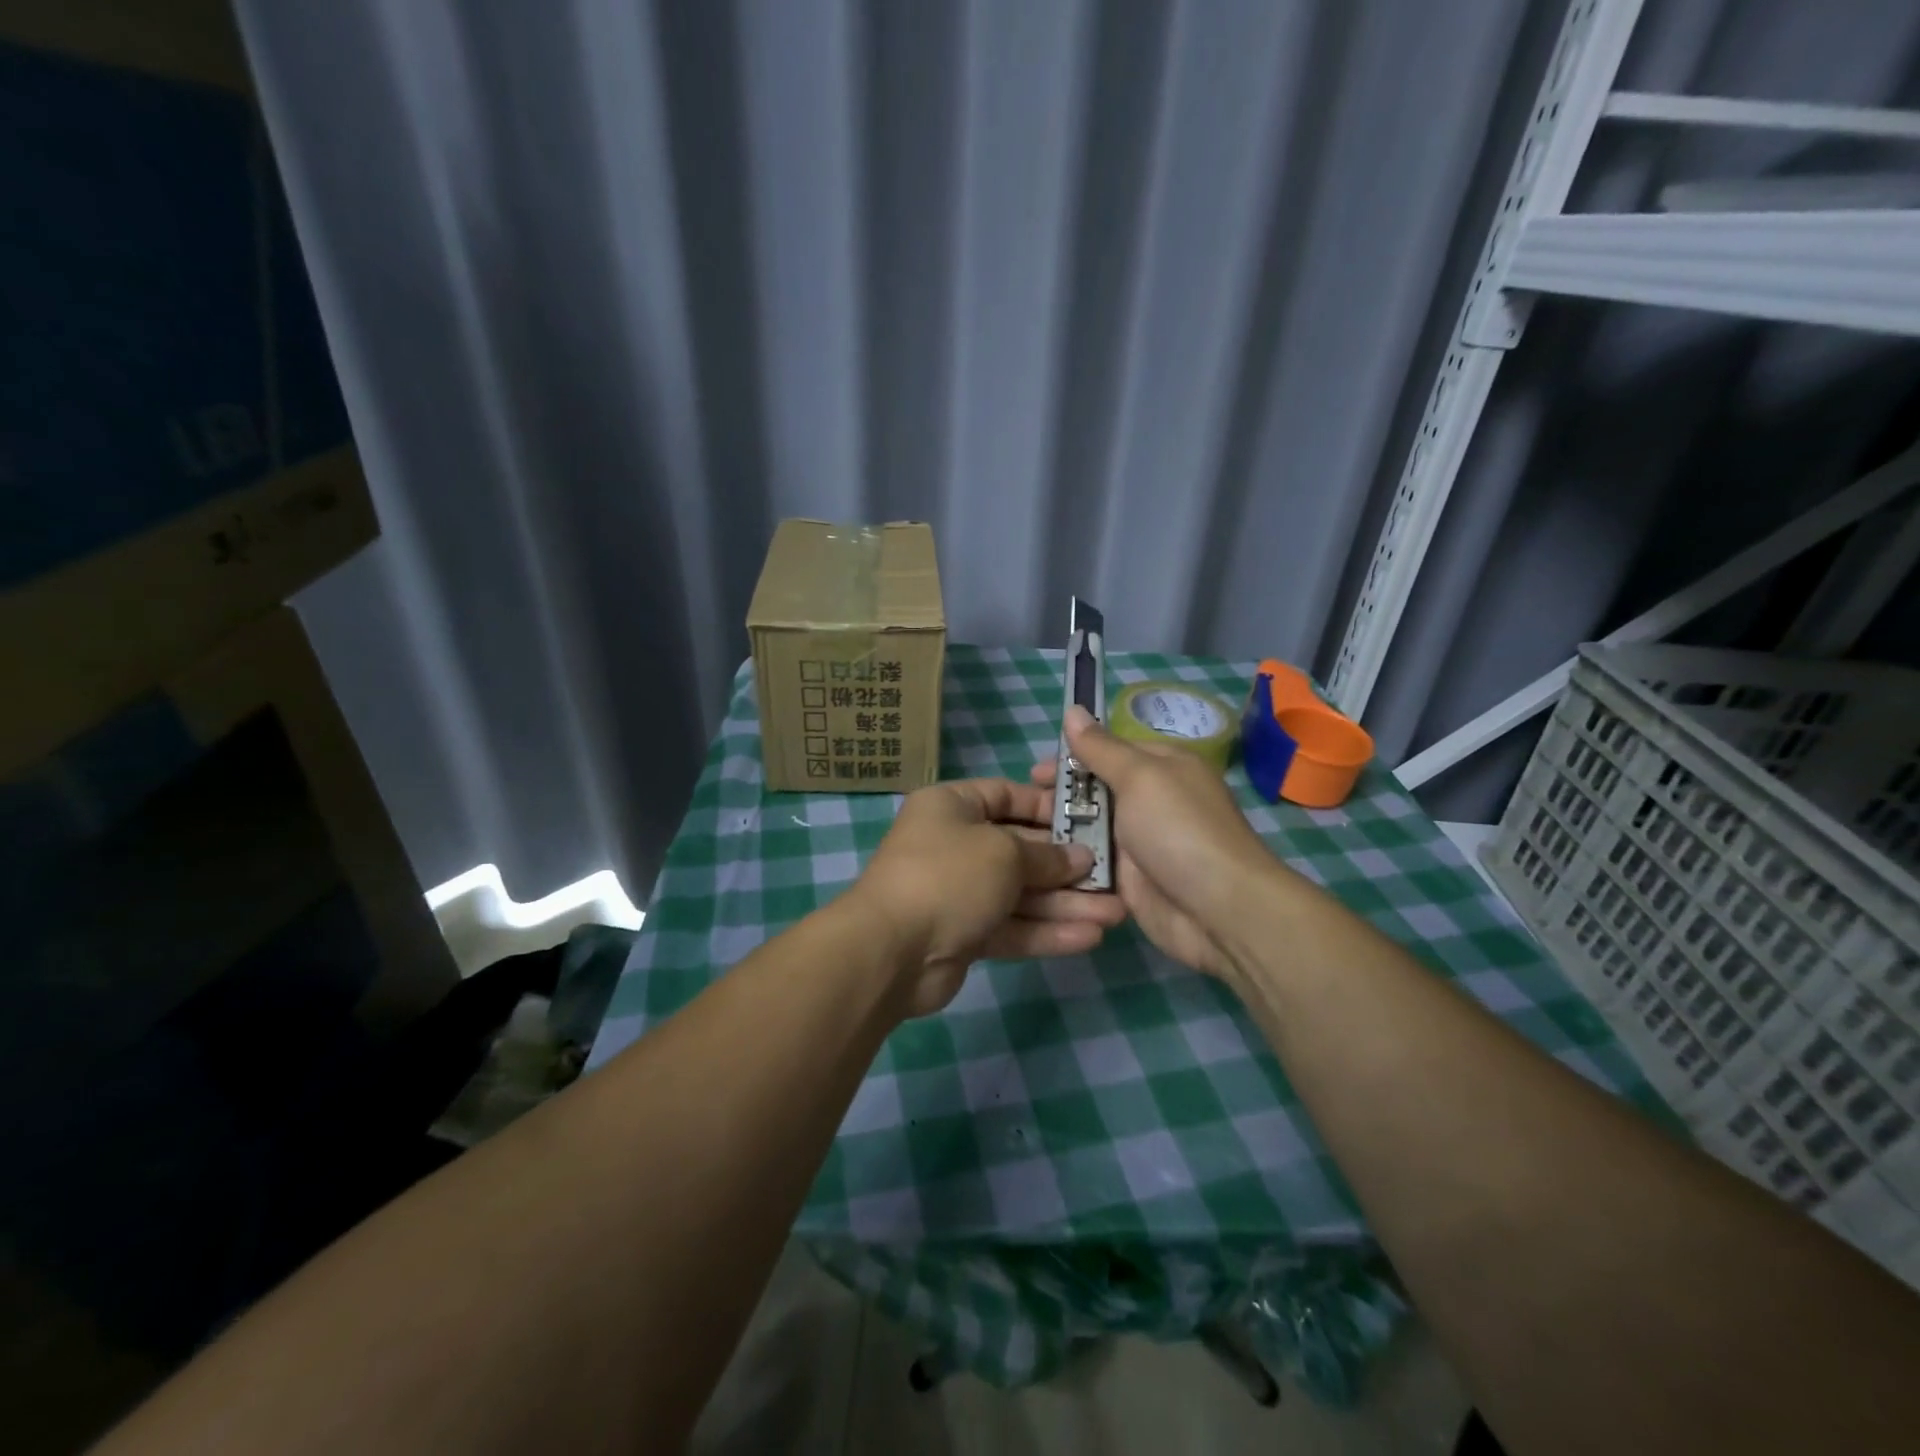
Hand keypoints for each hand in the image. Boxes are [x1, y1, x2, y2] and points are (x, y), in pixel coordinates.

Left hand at [851, 777, 1127, 1017]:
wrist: (892, 951)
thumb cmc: (949, 875)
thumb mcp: (1004, 853)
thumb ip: (1046, 856)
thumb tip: (1080, 857)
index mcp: (952, 807)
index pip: (1006, 796)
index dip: (1047, 807)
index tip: (1088, 820)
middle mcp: (954, 844)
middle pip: (1020, 849)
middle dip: (1067, 866)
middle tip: (1113, 876)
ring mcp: (959, 892)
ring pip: (1021, 894)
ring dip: (1066, 904)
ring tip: (1116, 913)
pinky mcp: (964, 934)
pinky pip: (1012, 926)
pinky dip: (1047, 932)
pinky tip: (1090, 938)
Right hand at [1031, 707, 1279, 978]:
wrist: (1218, 911)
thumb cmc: (1180, 830)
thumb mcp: (1140, 777)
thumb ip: (1101, 748)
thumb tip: (1073, 709)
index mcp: (1161, 767)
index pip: (1109, 751)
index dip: (1071, 757)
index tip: (1033, 772)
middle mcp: (1150, 801)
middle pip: (1094, 791)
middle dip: (1059, 796)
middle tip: (1024, 807)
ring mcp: (1138, 843)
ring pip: (1088, 830)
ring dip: (1059, 832)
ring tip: (1020, 839)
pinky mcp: (1128, 881)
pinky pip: (1091, 865)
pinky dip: (1069, 864)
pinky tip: (1036, 866)